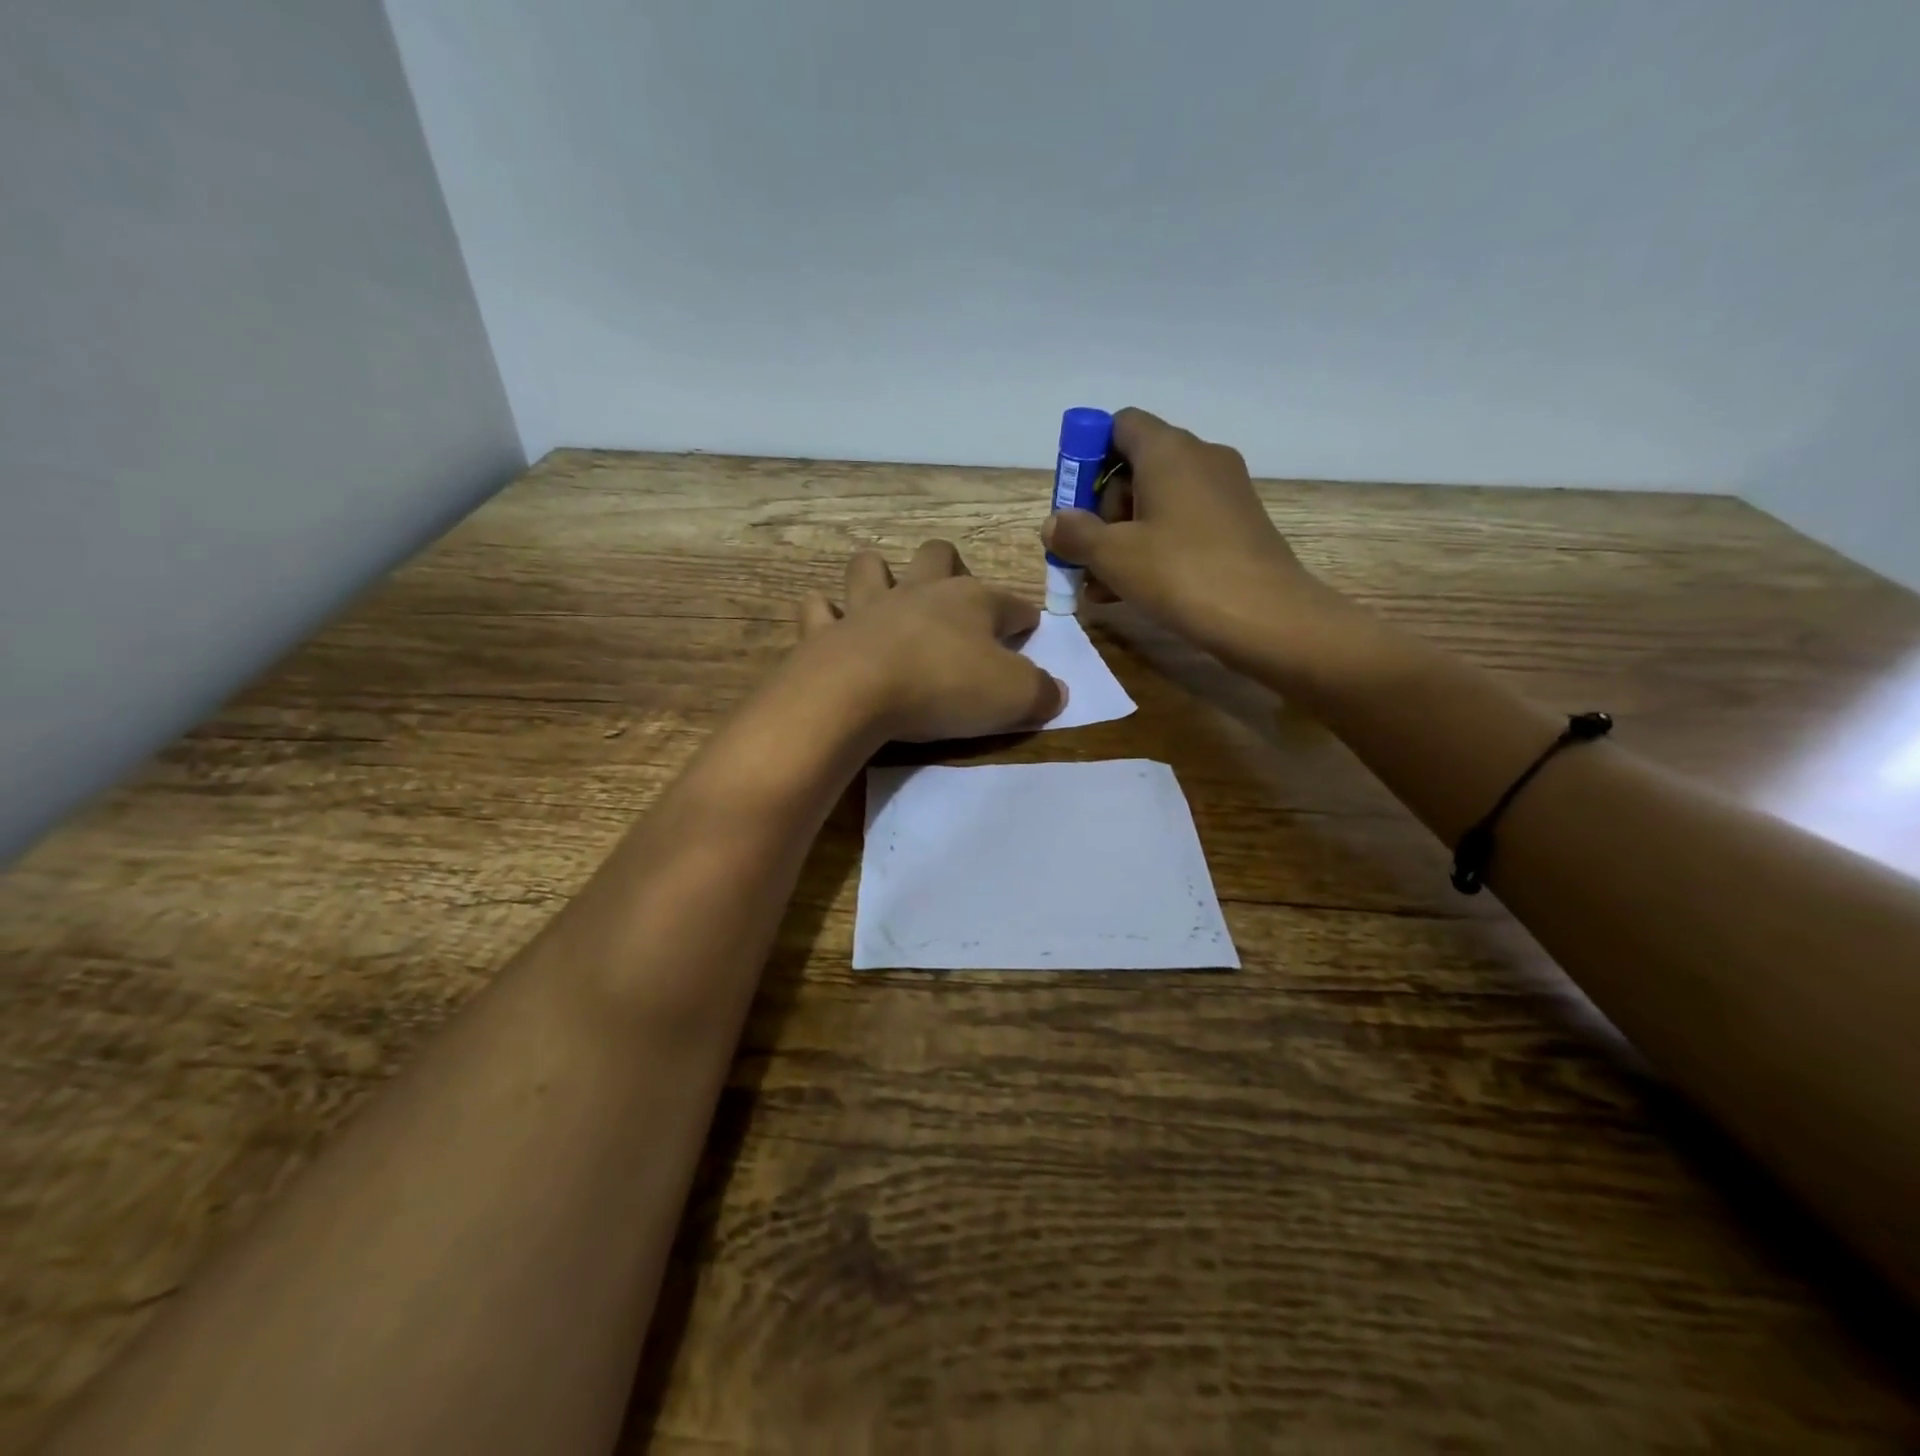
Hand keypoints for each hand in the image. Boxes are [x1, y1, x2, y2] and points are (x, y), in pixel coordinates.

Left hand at [794, 540, 1066, 741]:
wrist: (856, 692)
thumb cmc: (943, 687)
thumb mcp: (1012, 697)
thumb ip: (1041, 693)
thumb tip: (1056, 691)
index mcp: (972, 602)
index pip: (1011, 603)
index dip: (1024, 617)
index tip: (1029, 632)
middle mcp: (919, 592)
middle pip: (937, 557)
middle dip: (949, 567)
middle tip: (955, 600)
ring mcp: (867, 607)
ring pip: (871, 567)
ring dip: (879, 575)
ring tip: (885, 595)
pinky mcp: (825, 632)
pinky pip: (819, 610)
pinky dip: (825, 615)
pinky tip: (832, 626)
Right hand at [1041, 408, 1337, 671]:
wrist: (1266, 617)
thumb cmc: (1181, 574)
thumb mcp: (1113, 555)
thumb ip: (1075, 534)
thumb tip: (1054, 523)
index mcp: (1168, 450)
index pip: (1119, 425)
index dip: (1088, 457)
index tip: (1073, 503)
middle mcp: (1200, 457)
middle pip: (1135, 467)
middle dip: (1102, 510)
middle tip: (1086, 553)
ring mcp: (1224, 491)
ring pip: (1158, 501)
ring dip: (1123, 536)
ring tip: (1100, 584)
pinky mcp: (1238, 524)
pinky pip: (1182, 523)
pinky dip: (1154, 546)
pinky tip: (1132, 589)